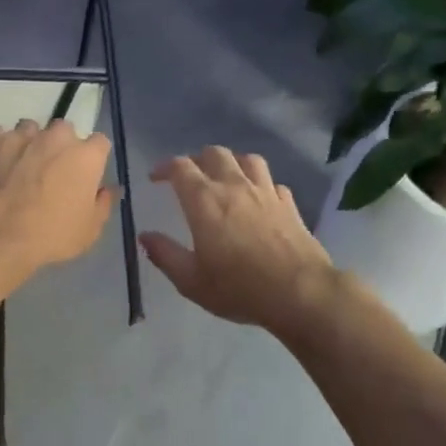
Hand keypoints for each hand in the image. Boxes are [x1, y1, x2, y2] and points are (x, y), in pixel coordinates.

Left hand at [0, 119, 116, 276]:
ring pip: (30, 129)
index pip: (99, 143)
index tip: (85, 174)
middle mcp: (57, 137)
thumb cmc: (52, 233)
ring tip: (20, 167)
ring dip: (29, 143)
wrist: (0, 231)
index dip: (93, 158)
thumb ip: (103, 204)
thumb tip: (109, 189)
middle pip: (64, 131)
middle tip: (51, 171)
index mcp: (86, 156)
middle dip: (60, 146)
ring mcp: (23, 135)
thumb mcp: (90, 229)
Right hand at [141, 147, 335, 334]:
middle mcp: (234, 186)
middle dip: (197, 159)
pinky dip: (260, 184)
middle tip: (189, 177)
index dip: (164, 167)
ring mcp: (265, 192)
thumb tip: (145, 236)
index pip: (180, 167)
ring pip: (247, 159)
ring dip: (231, 163)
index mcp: (204, 200)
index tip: (155, 178)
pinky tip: (258, 198)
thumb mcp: (191, 281)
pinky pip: (271, 182)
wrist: (300, 292)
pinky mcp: (289, 204)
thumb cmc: (239, 287)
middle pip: (214, 154)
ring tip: (225, 177)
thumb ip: (165, 254)